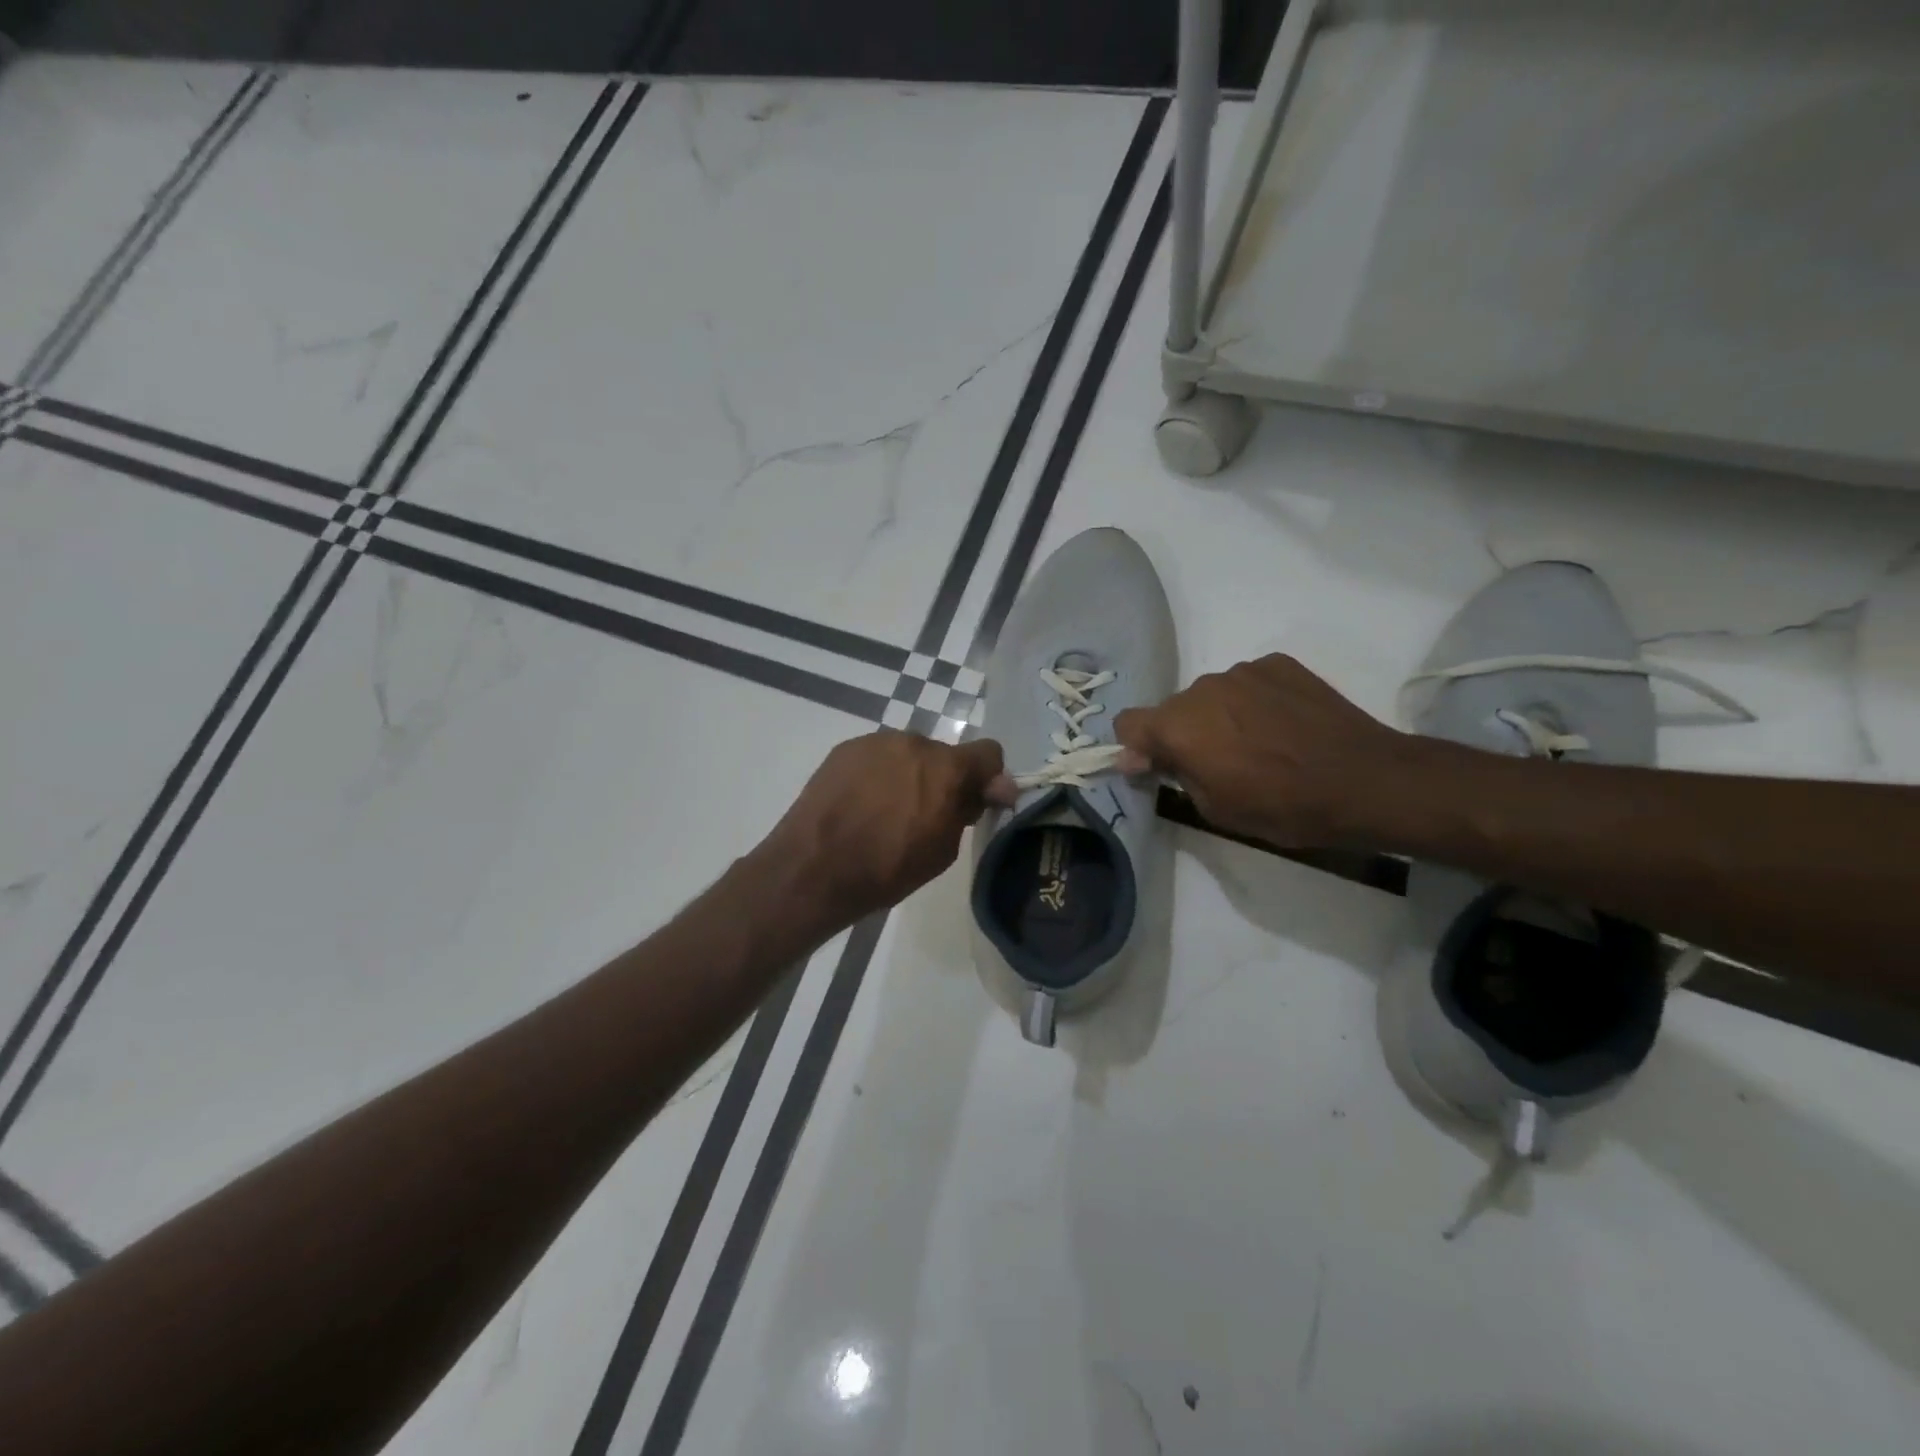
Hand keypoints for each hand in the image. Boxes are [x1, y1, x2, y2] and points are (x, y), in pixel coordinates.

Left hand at [755, 730, 1013, 929]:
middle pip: (944, 755)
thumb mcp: (942, 850)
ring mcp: (876, 742)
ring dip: (909, 775)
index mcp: (945, 767)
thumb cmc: (887, 869)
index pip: (989, 753)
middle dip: (944, 779)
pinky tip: (862, 804)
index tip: (978, 803)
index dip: (989, 778)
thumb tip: (994, 788)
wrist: (813, 868)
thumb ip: (968, 810)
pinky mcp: (845, 749)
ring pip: (908, 754)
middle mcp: (913, 742)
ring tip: (886, 811)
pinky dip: (879, 775)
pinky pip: (877, 757)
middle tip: (926, 814)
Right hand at [1114, 654, 1408, 847]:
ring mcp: (1242, 671)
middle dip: (1184, 734)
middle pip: (1173, 709)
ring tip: (1260, 743)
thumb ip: (1172, 774)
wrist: (1365, 780)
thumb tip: (1138, 757)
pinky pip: (1248, 682)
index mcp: (1179, 726)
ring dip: (1220, 716)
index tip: (1158, 767)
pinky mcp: (1278, 663)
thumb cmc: (1283, 806)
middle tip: (1220, 763)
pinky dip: (1254, 701)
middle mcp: (1202, 688)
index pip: (1128, 723)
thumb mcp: (1215, 808)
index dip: (1136, 747)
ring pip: (1212, 695)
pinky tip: (1285, 725)